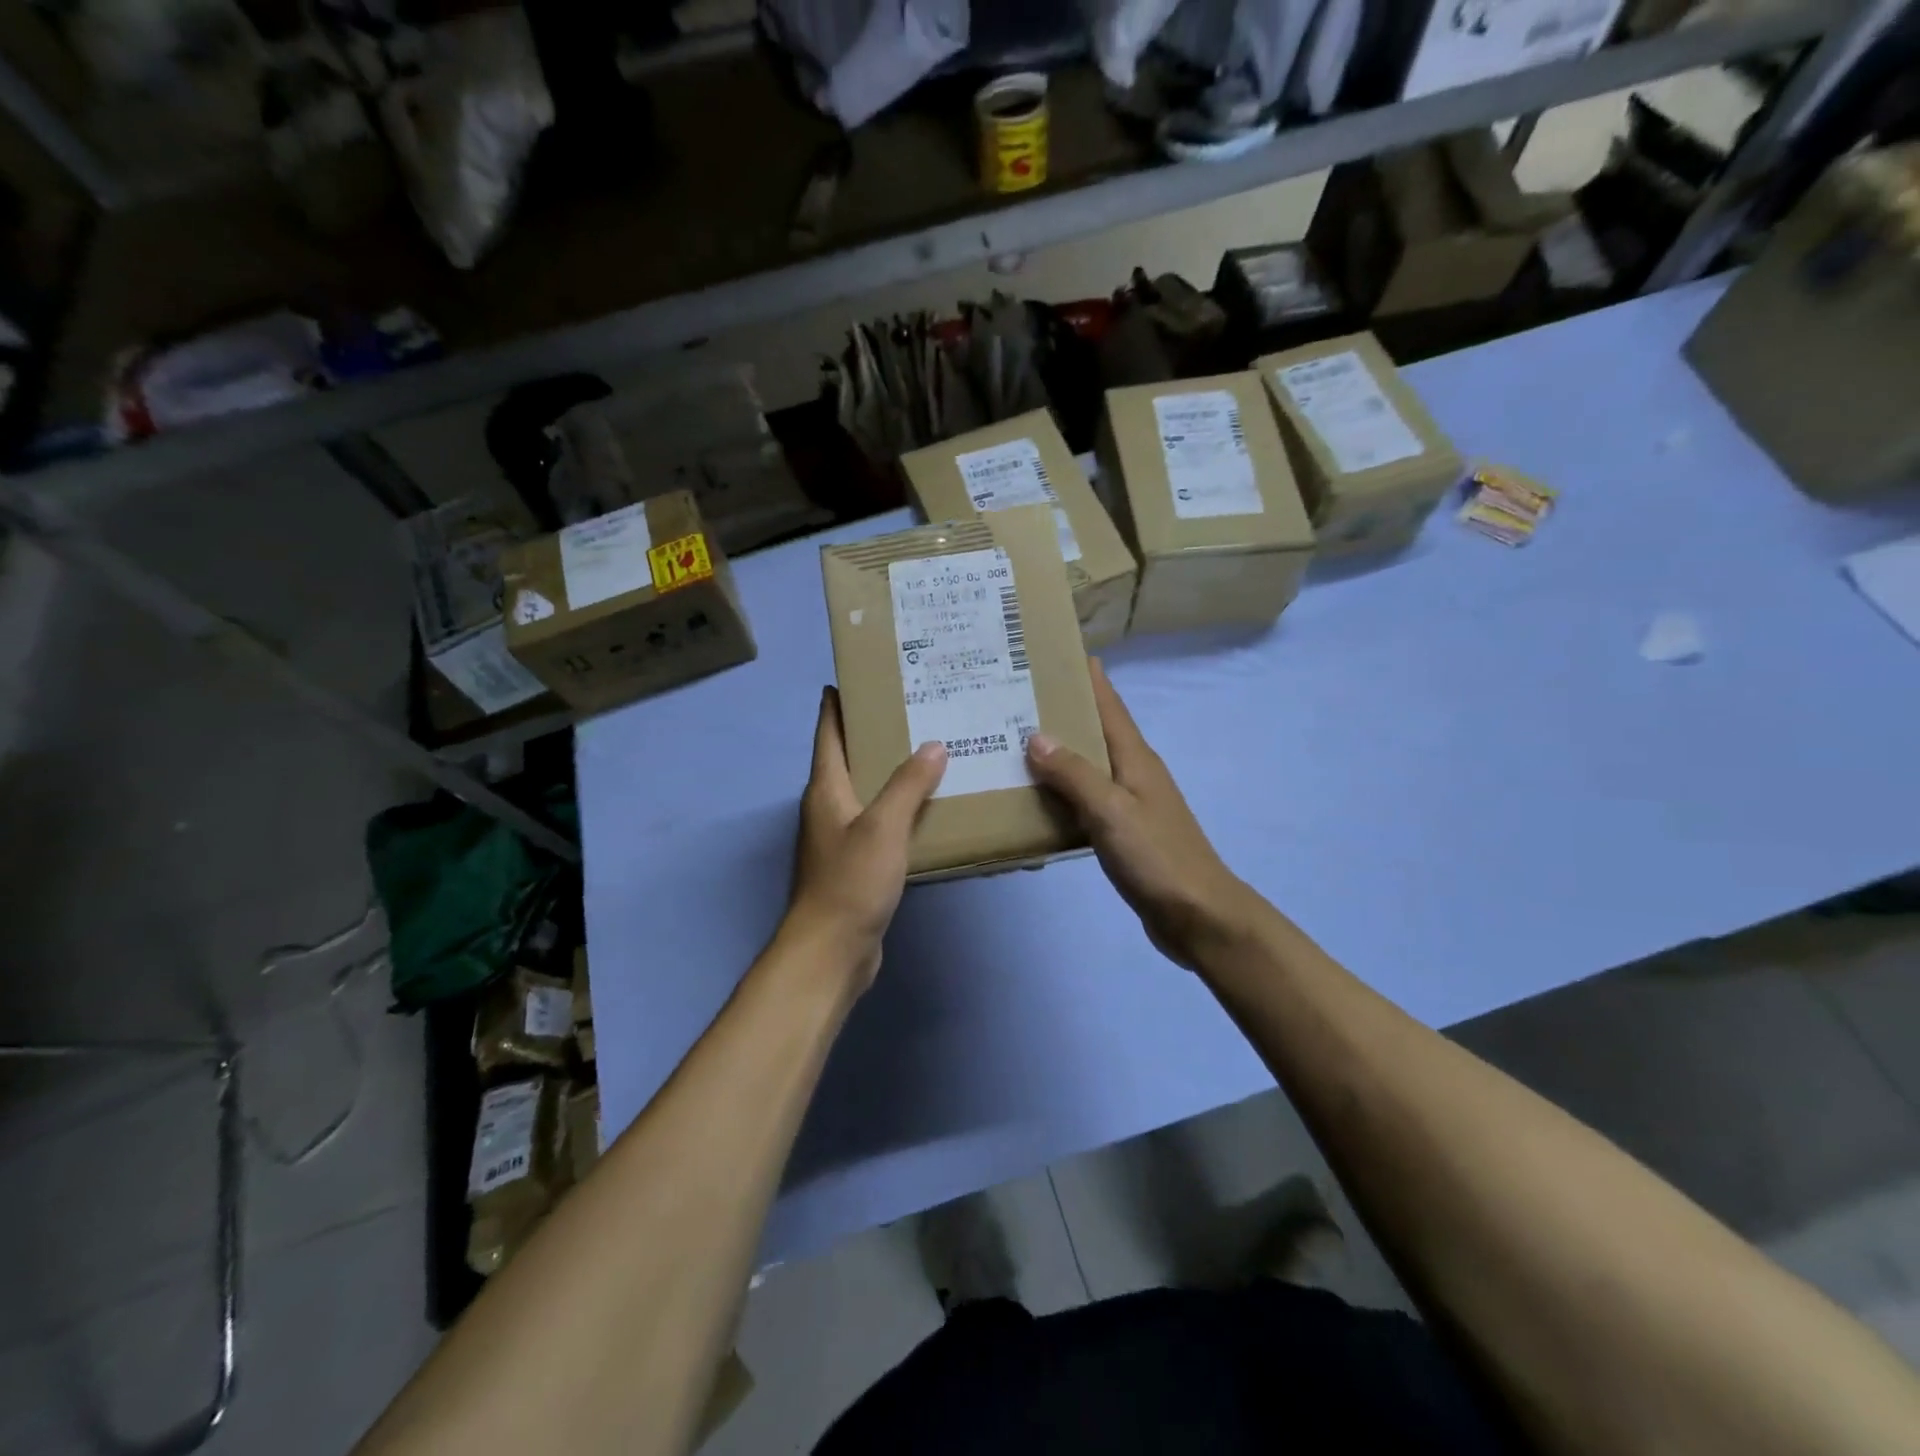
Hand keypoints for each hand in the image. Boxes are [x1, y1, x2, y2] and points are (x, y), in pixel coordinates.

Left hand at [785, 687, 946, 989]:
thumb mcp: (883, 826)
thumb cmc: (851, 881)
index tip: (855, 677)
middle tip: (915, 710)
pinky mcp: (857, 863)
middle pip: (849, 758)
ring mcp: (841, 837)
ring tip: (931, 751)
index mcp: (826, 789)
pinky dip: (901, 808)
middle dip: (875, 733)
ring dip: (892, 772)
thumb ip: (908, 784)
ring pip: (868, 791)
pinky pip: (881, 822)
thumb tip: (933, 746)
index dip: (837, 704)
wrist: (832, 951)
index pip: (828, 733)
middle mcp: (829, 807)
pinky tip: (929, 807)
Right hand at [1026, 660, 1256, 969]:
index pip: (1109, 705)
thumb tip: (1036, 735)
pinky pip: (1086, 798)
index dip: (1088, 677)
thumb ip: (1074, 774)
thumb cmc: (1157, 857)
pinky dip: (1062, 790)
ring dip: (1058, 751)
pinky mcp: (1123, 831)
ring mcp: (1130, 803)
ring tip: (1015, 741)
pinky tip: (1036, 796)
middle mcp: (1133, 772)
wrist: (1197, 915)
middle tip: (1016, 697)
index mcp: (1135, 758)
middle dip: (1063, 710)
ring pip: (1088, 765)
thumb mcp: (1111, 811)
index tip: (1058, 651)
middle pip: (1095, 730)